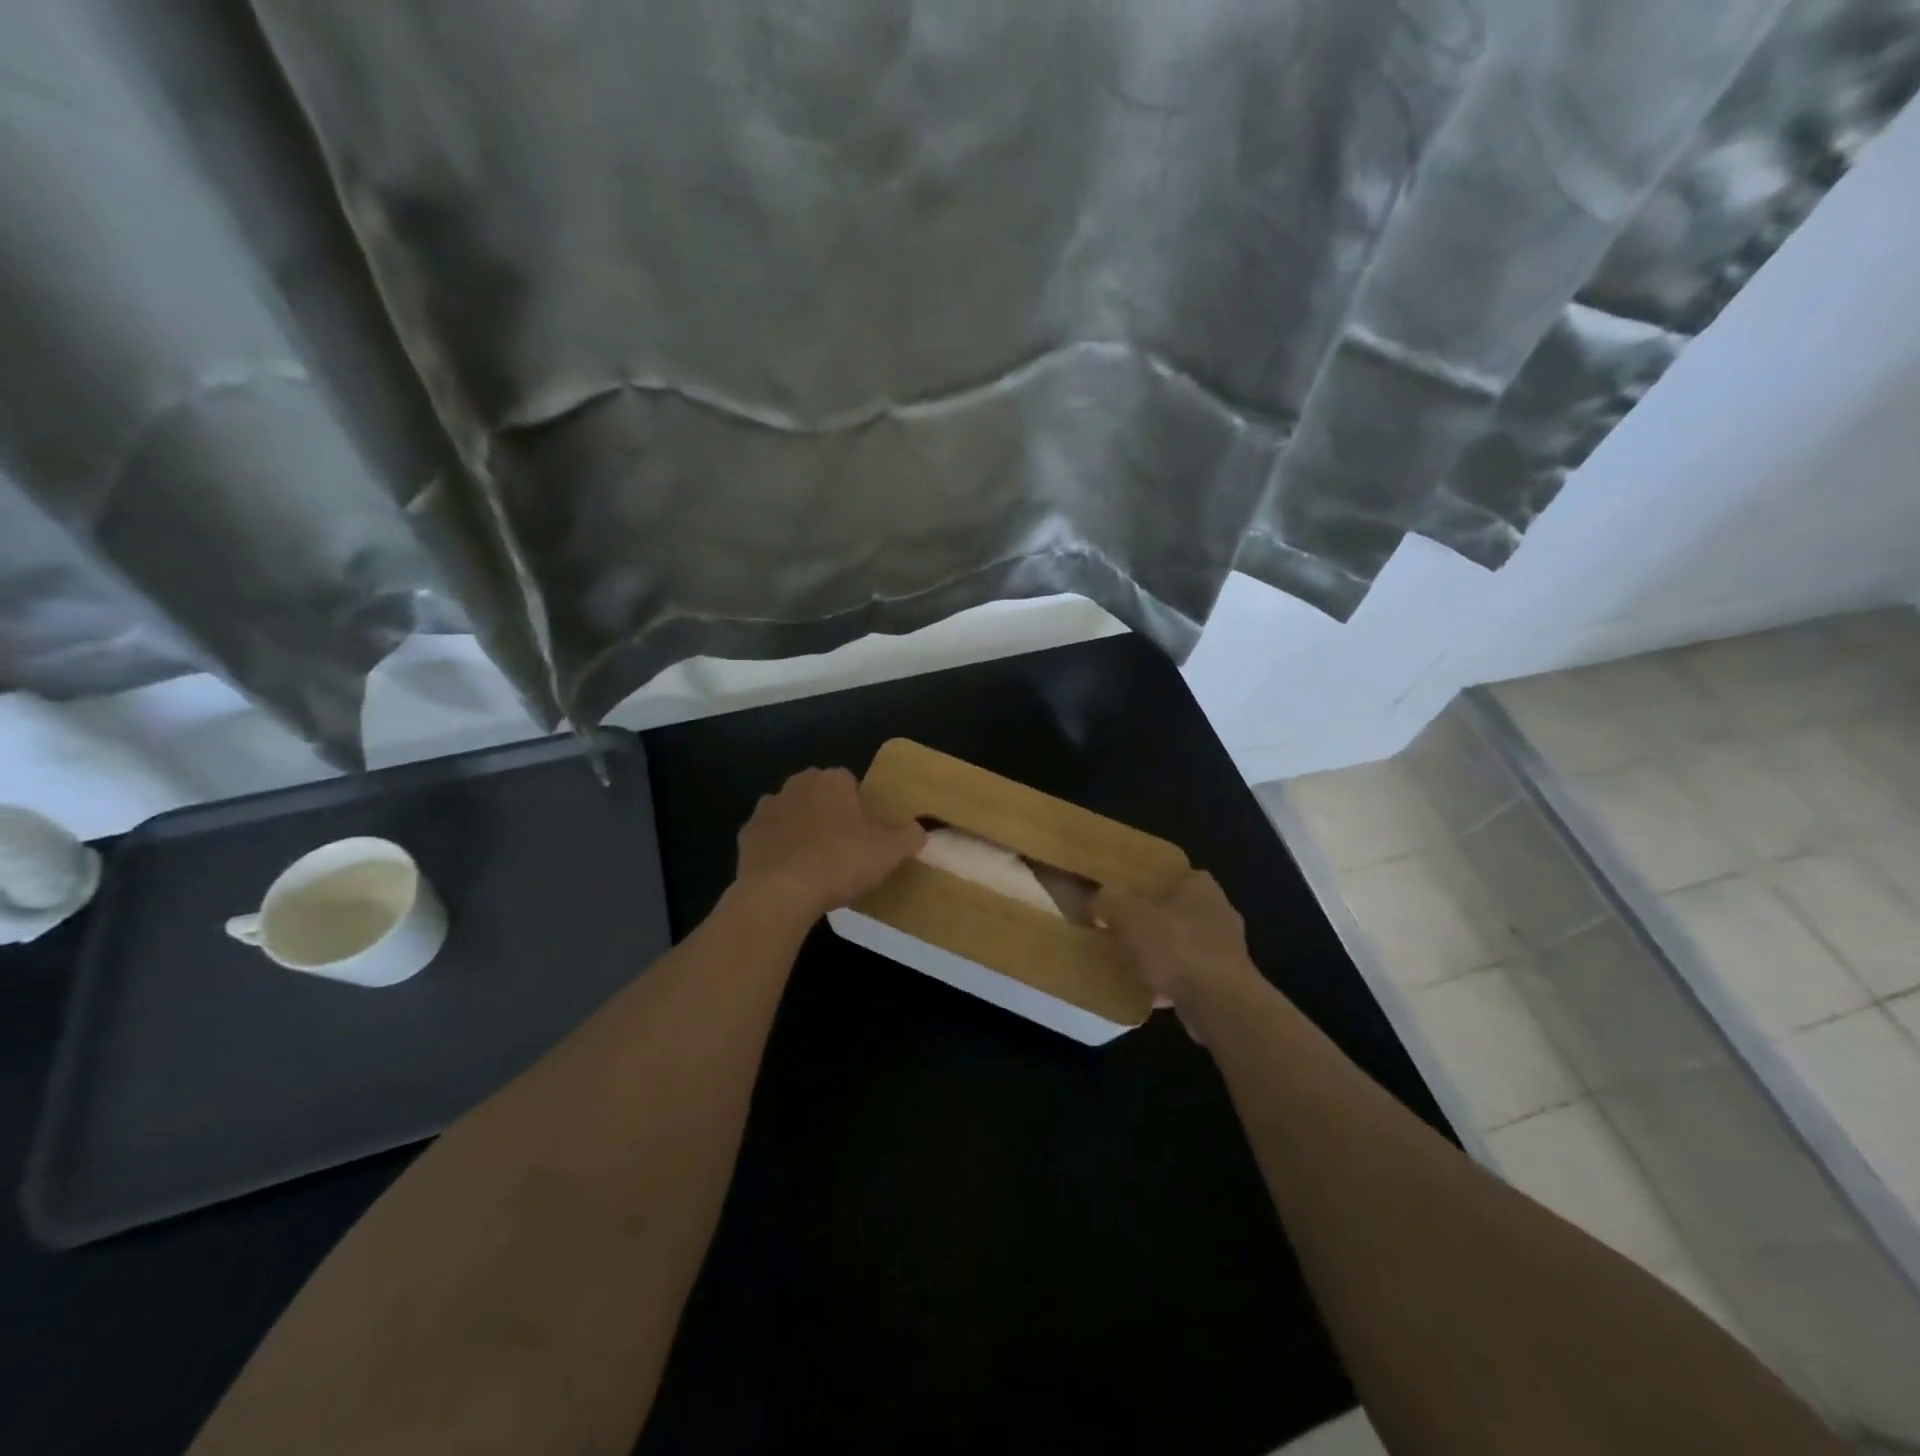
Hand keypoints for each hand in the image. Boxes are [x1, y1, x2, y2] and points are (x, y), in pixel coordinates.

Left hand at [734, 767, 925, 919]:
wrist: (780, 893)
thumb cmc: (840, 862)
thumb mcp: (889, 852)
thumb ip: (908, 836)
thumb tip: (919, 830)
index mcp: (831, 780)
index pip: (848, 781)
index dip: (858, 804)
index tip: (865, 832)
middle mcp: (796, 785)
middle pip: (817, 794)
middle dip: (828, 813)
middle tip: (843, 847)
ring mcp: (766, 809)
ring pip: (791, 814)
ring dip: (800, 830)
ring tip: (815, 864)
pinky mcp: (746, 837)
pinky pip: (769, 839)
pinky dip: (778, 851)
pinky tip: (790, 875)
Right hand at [1095, 871, 1265, 1042]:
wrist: (1219, 1004)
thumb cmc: (1176, 947)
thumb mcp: (1127, 914)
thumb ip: (1106, 901)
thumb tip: (1092, 899)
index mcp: (1200, 885)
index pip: (1169, 874)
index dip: (1142, 883)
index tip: (1119, 895)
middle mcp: (1218, 911)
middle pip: (1174, 910)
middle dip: (1149, 921)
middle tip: (1118, 928)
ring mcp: (1226, 949)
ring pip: (1181, 944)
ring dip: (1159, 953)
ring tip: (1127, 961)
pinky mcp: (1226, 981)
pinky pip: (1188, 974)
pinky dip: (1169, 981)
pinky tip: (1145, 991)